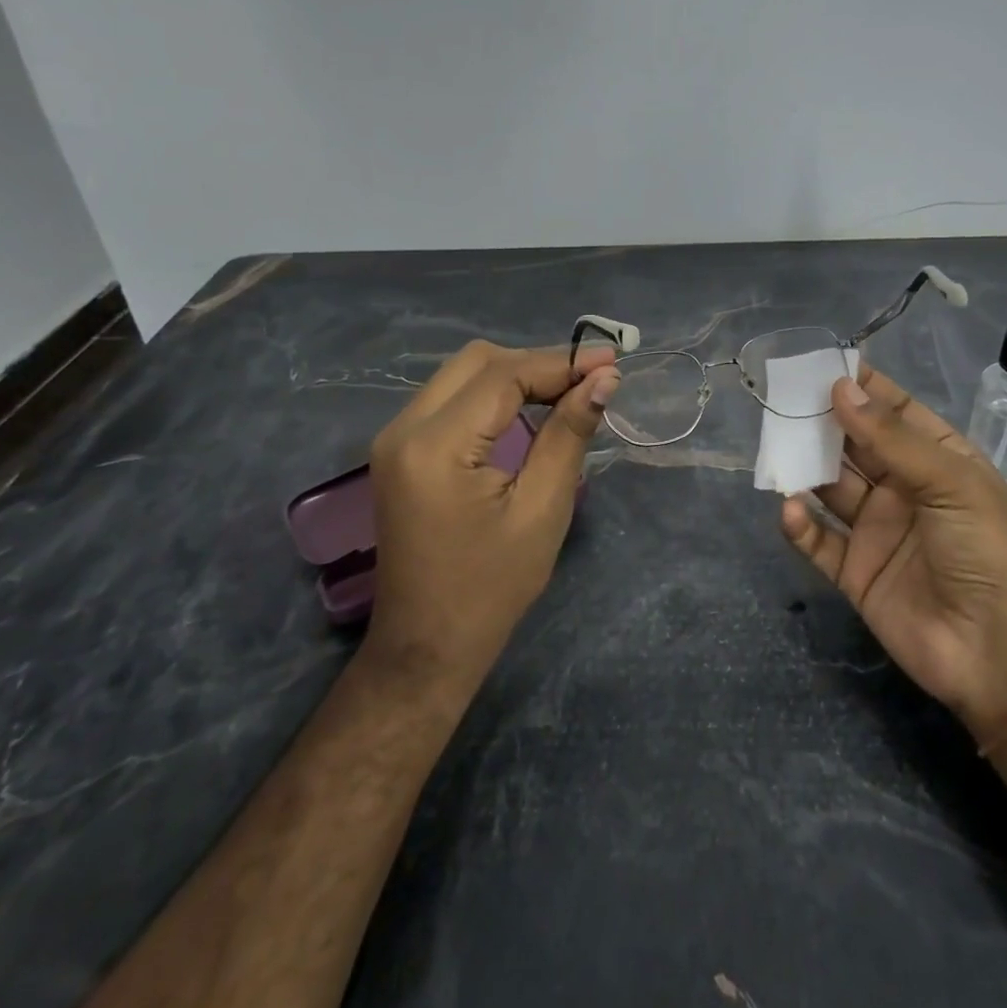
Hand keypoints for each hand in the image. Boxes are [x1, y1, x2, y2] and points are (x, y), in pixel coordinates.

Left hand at [367, 341, 619, 692]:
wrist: (427, 646)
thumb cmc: (491, 588)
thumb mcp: (542, 510)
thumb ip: (569, 434)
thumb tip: (604, 380)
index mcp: (435, 446)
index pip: (503, 375)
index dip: (560, 361)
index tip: (611, 361)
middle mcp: (404, 428)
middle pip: (477, 361)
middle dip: (537, 362)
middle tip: (589, 380)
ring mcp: (395, 437)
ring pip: (462, 374)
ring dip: (516, 374)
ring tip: (568, 391)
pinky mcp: (400, 450)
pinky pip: (451, 398)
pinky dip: (494, 395)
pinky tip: (530, 408)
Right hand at [779, 363, 1006, 748]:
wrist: (1002, 656)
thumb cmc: (988, 552)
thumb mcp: (950, 483)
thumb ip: (891, 438)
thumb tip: (840, 387)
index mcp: (937, 460)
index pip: (894, 412)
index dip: (861, 388)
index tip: (820, 364)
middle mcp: (903, 488)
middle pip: (854, 445)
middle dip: (822, 422)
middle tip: (782, 401)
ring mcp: (876, 530)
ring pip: (830, 486)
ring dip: (804, 467)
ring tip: (776, 448)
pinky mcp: (854, 571)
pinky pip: (819, 540)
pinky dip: (800, 524)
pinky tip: (790, 510)